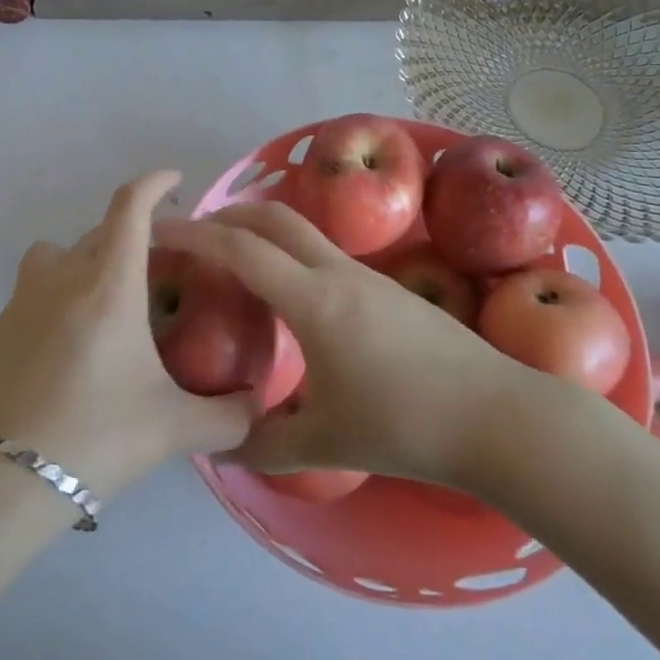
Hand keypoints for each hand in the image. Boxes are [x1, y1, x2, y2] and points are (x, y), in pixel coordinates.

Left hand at [0, 171, 257, 499]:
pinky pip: (39, 284)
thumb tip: (258, 406)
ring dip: (90, 258)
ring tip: (113, 298)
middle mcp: (64, 276)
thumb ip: (228, 416)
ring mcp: (25, 297)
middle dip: (135, 236)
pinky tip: (78, 340)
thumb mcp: (173, 429)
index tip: (176, 182)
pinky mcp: (1, 324)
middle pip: (102, 230)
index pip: (130, 206)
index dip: (155, 183)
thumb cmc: (94, 437)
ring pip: (63, 252)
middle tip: (164, 270)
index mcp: (109, 284)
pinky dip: (63, 289)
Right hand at [154, 201, 555, 487]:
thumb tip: (224, 447)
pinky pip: (326, 253)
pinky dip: (293, 252)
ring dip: (265, 229)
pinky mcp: (389, 289)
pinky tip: (292, 293)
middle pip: (276, 216)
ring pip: (305, 231)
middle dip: (230, 212)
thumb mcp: (326, 442)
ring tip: (238, 258)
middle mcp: (338, 273)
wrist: (498, 417)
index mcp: (313, 301)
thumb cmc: (407, 425)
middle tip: (197, 231)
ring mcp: (368, 276)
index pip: (242, 249)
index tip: (161, 229)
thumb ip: (265, 443)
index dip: (196, 234)